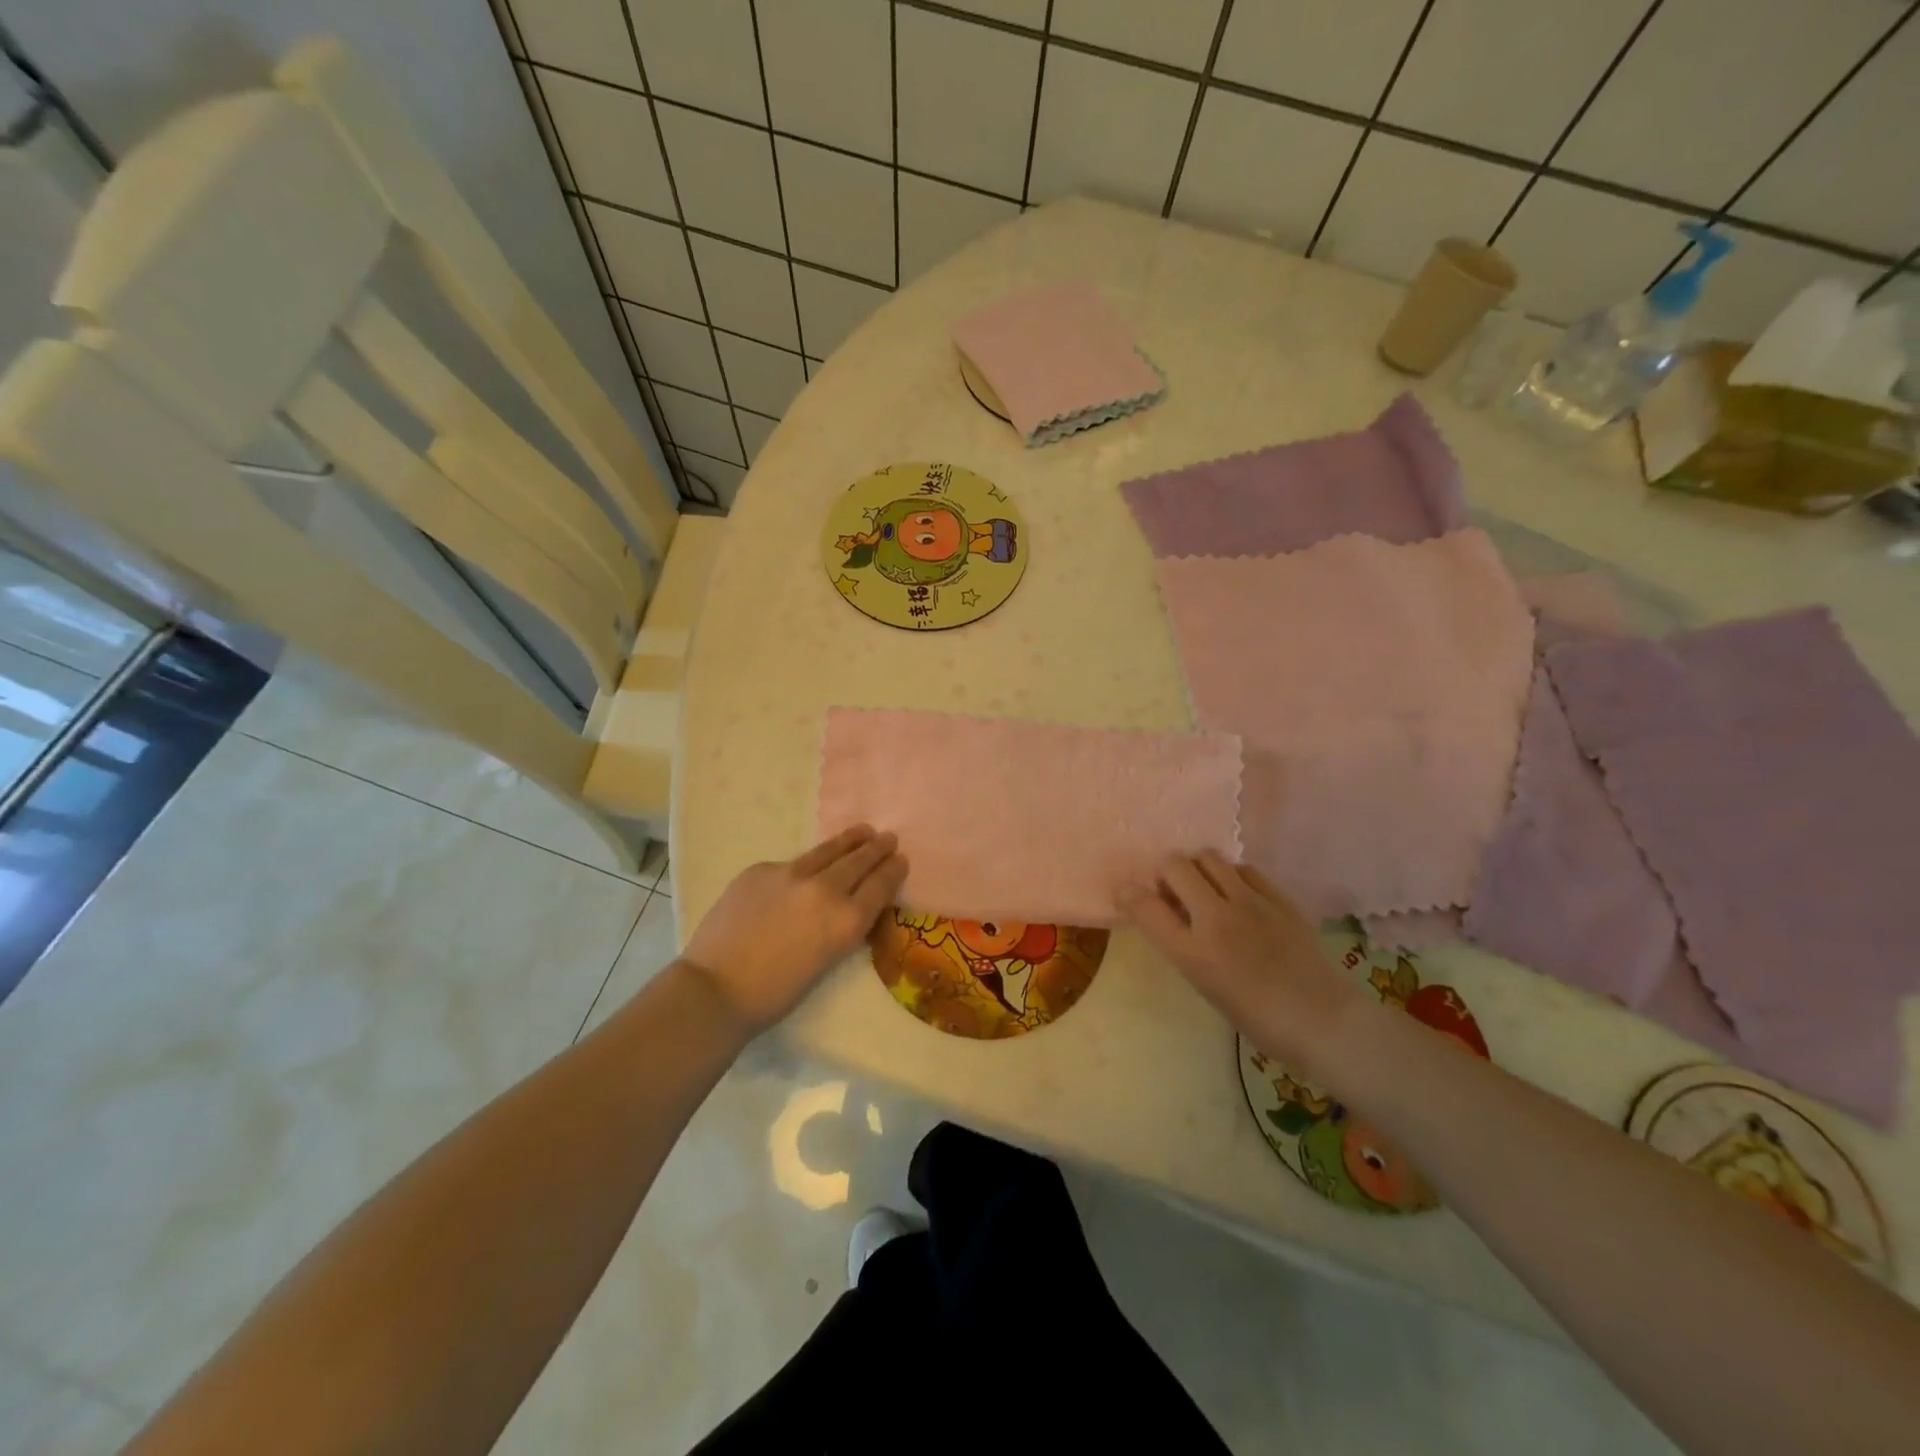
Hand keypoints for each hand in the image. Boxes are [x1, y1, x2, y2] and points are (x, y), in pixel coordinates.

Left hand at [681, 826, 906, 1033]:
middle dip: (877, 848)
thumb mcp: (827, 960)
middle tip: (888, 838)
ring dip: (849, 840)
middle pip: (859, 861)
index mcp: (846, 921)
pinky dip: (804, 864)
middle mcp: (825, 889)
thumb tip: (848, 904)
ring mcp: (790, 874)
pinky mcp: (761, 869)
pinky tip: (805, 868)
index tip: (901, 858)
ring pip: (827, 850)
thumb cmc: (776, 992)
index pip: (880, 885)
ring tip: (862, 831)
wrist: (716, 988)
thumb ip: (842, 926)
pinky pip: (790, 863)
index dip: (893, 869)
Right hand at [1121, 852, 1368, 1076]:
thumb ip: (1180, 942)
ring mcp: (1251, 903)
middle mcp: (1217, 920)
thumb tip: (1165, 909)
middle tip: (1173, 894)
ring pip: (1208, 857)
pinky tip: (1238, 896)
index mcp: (1194, 954)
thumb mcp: (1206, 985)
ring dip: (1197, 869)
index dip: (1129, 895)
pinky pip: (1243, 868)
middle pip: (1174, 865)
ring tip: (1205, 890)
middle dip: (1165, 874)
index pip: (1145, 907)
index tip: (1128, 895)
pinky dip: (1231, 876)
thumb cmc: (1258, 1017)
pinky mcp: (1278, 898)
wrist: (1324, 1022)